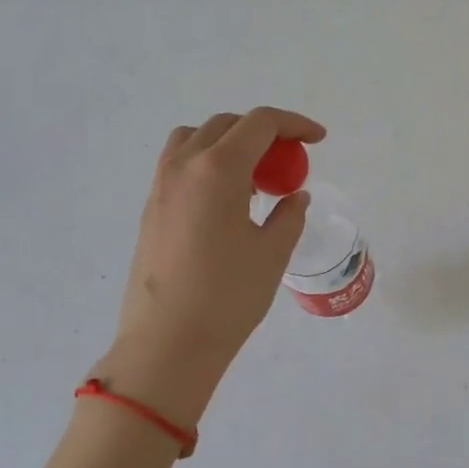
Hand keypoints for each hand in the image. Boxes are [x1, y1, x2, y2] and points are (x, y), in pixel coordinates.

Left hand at [102, 107, 324, 423]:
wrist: (167, 344)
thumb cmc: (227, 297)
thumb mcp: (272, 253)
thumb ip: (289, 215)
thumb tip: (294, 196)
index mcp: (218, 169)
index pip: (260, 123)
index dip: (294, 124)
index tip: (317, 139)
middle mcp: (184, 166)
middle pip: (227, 124)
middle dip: (263, 132)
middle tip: (288, 162)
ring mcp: (161, 186)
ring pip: (195, 138)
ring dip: (229, 143)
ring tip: (253, 177)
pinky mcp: (150, 209)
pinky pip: (180, 164)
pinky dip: (207, 163)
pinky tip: (226, 201)